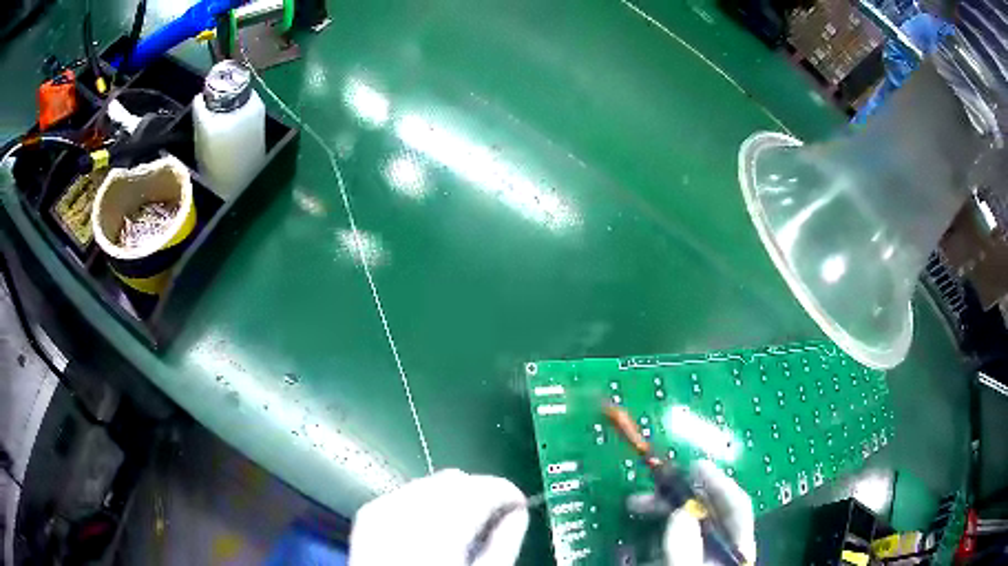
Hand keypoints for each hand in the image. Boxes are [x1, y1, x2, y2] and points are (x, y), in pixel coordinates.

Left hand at [349, 469, 528, 565]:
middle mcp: (409, 509)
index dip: (507, 493)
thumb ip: (505, 543)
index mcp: (442, 528)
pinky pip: (407, 493)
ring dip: (453, 497)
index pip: (483, 488)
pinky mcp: (369, 514)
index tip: (518, 507)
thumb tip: (519, 513)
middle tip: (492, 521)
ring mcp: (384, 508)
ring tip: (461, 528)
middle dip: (479, 494)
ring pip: (431, 483)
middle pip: (456, 480)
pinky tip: (432, 529)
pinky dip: (426, 503)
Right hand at [628, 460, 756, 565]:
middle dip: (678, 497)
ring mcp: (699, 559)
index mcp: (736, 550)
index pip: (736, 509)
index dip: (718, 484)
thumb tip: (681, 513)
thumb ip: (686, 551)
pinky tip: (634, 537)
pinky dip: (651, 535)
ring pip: (685, 527)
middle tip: (646, 491)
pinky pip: (667, 545)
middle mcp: (721, 551)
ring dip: (660, 513)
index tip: (695, 465)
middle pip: (708, 514)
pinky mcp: (678, 564)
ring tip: (633, 507)